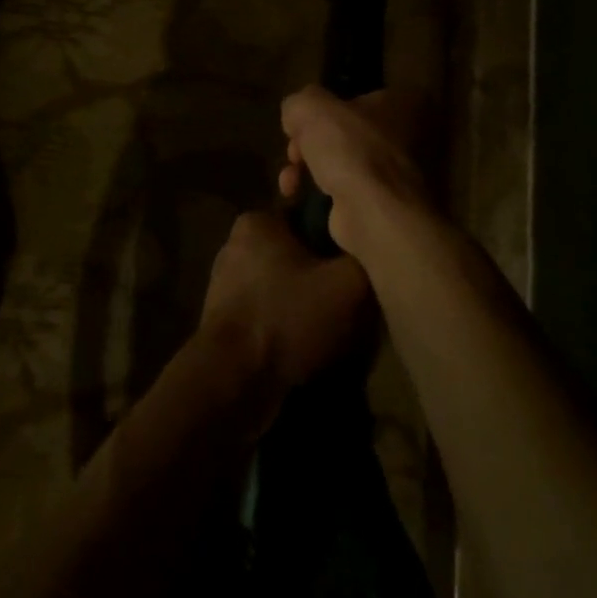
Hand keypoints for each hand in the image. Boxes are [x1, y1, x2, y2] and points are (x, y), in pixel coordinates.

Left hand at [198, 209, 373, 415]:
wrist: (232, 383)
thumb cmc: (287, 318)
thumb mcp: (347, 283)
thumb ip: (365, 257)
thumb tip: (372, 251)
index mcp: (258, 221)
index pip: (310, 214)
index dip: (339, 237)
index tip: (359, 262)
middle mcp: (237, 245)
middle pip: (297, 251)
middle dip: (323, 273)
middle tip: (352, 300)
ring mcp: (226, 284)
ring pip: (284, 285)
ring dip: (307, 303)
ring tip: (334, 330)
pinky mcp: (224, 321)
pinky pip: (268, 313)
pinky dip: (287, 326)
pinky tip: (308, 347)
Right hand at [278, 86, 430, 255]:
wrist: (373, 210)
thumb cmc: (348, 148)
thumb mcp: (311, 108)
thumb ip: (299, 103)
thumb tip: (295, 119)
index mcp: (393, 102)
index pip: (350, 97)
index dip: (320, 108)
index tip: (300, 123)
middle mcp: (400, 134)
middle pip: (341, 132)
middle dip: (308, 143)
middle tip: (293, 154)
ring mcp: (392, 172)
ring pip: (339, 162)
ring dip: (307, 169)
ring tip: (289, 182)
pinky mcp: (379, 202)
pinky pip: (342, 190)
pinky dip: (318, 192)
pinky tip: (298, 196)